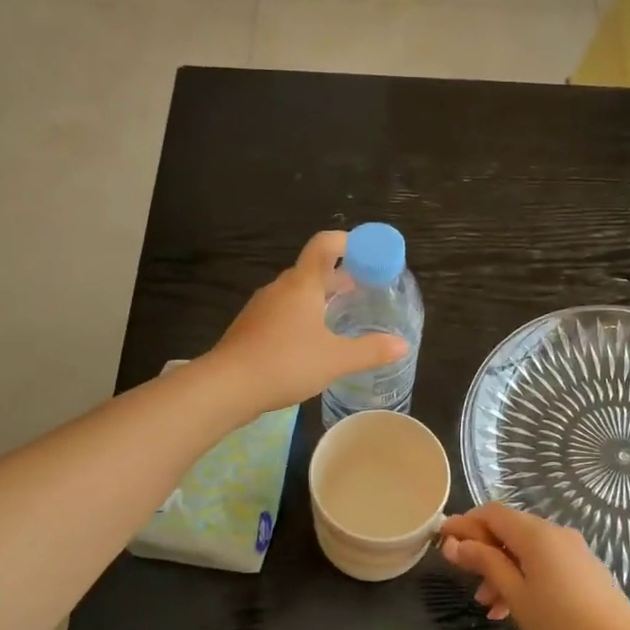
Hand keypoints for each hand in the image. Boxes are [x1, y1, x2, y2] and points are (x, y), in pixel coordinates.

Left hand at [206, 231, 408, 412]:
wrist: (227, 386)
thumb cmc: (285, 363)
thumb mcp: (335, 359)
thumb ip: (370, 350)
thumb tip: (402, 345)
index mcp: (302, 284)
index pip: (325, 244)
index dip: (349, 242)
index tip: (369, 255)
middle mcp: (280, 288)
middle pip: (313, 270)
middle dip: (339, 277)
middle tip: (363, 293)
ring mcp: (261, 307)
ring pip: (296, 293)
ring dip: (319, 299)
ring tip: (340, 319)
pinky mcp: (251, 327)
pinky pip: (282, 312)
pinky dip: (302, 317)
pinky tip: (310, 343)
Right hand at [440, 504, 629, 629]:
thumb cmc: (560, 623)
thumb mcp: (515, 594)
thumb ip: (485, 563)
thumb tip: (455, 543)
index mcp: (535, 534)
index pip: (491, 513)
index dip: (465, 523)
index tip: (442, 541)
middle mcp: (555, 532)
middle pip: (509, 530)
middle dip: (483, 551)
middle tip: (464, 579)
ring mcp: (572, 550)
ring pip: (526, 550)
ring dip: (502, 569)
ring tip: (487, 605)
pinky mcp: (583, 568)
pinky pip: (544, 562)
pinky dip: (523, 577)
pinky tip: (513, 608)